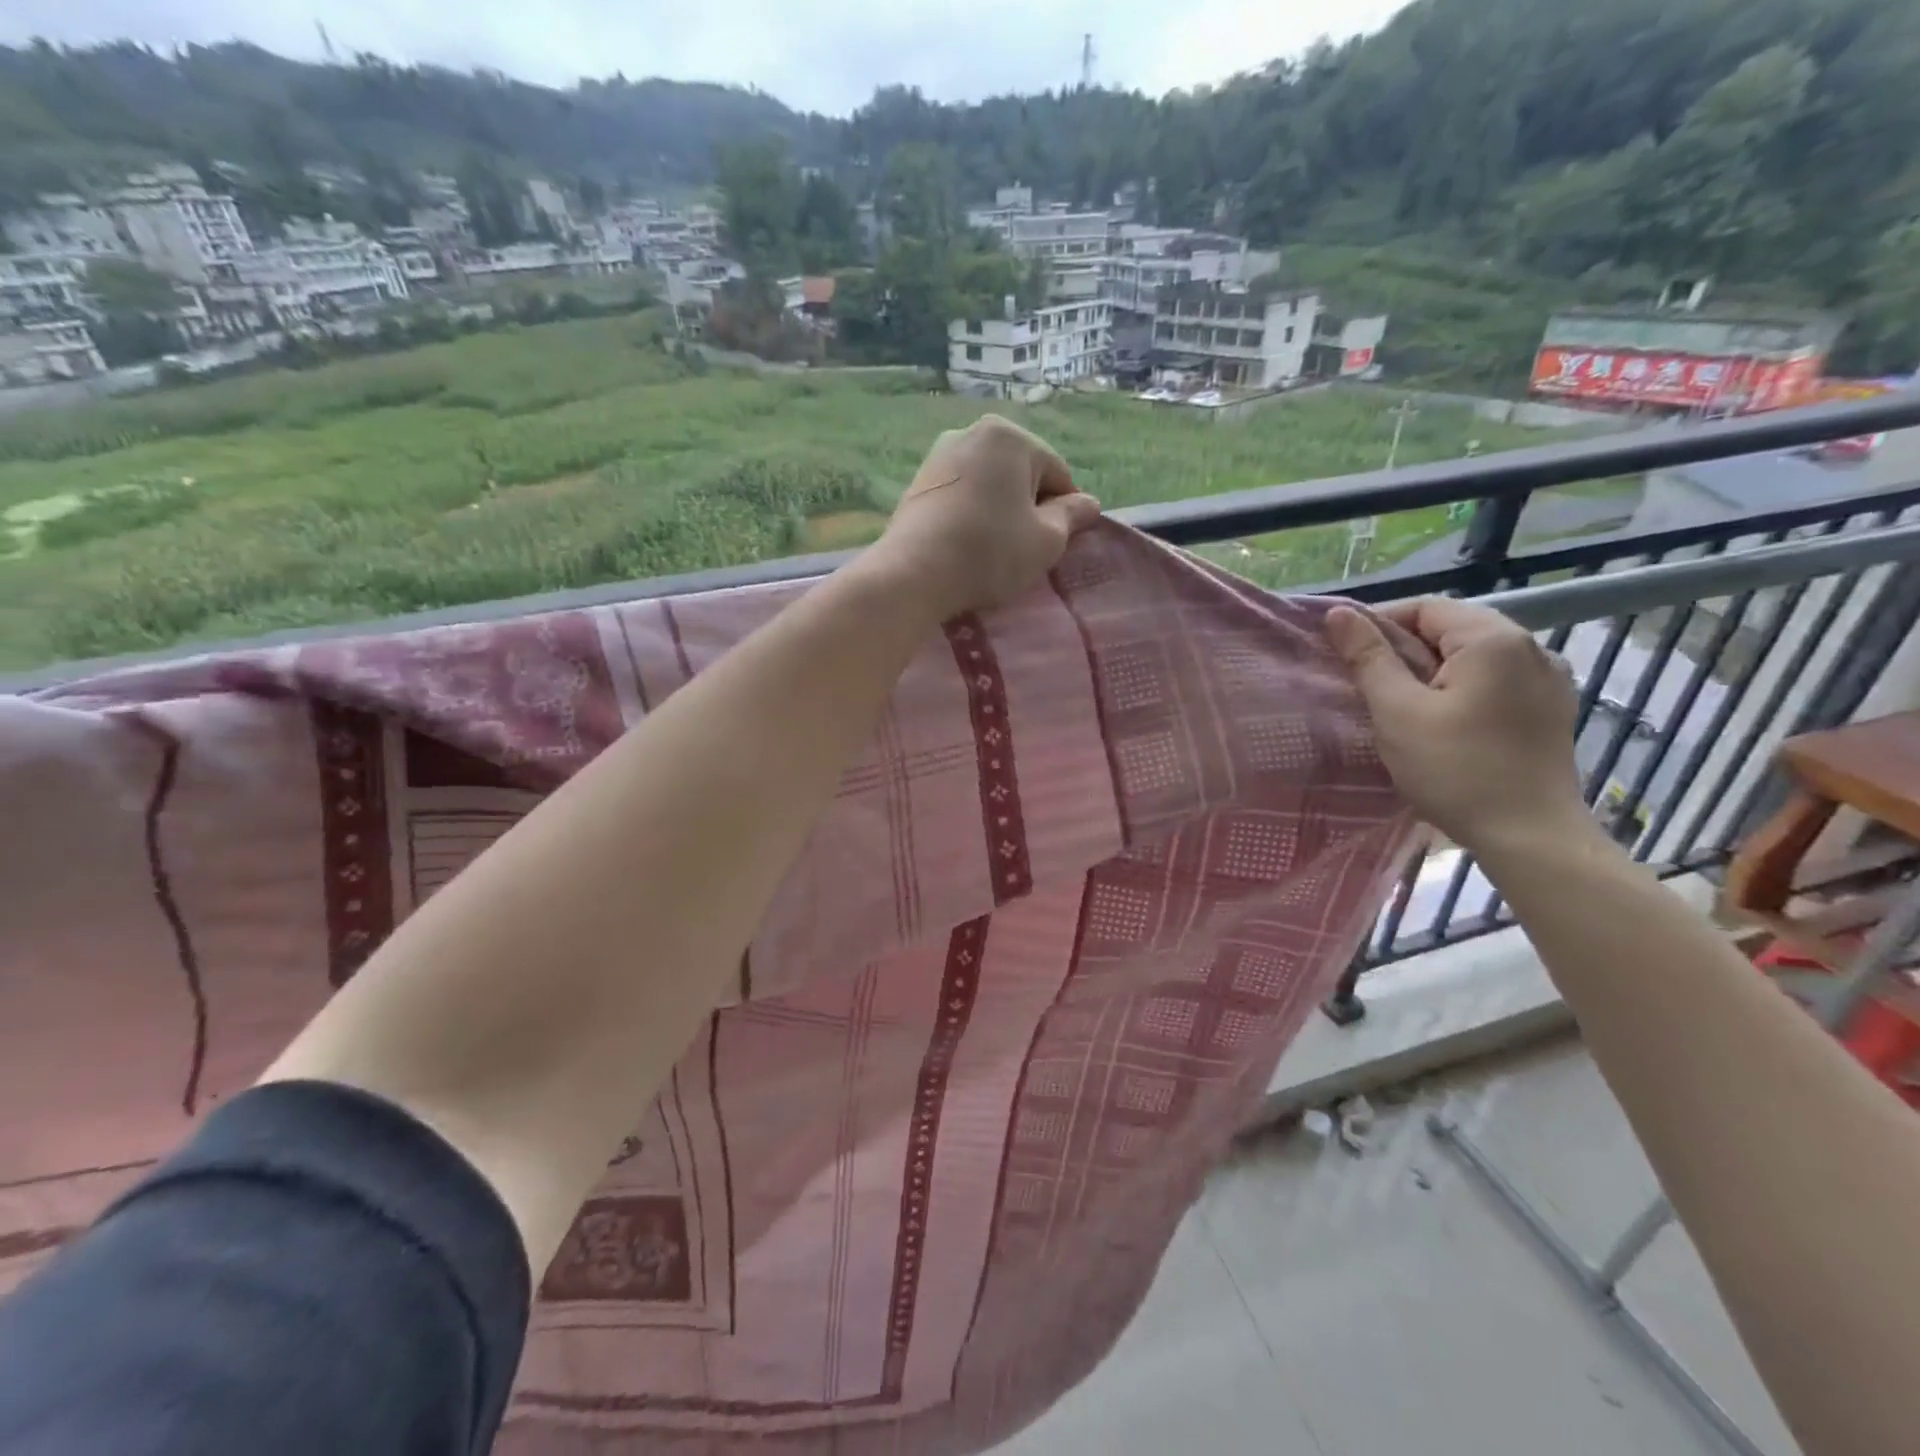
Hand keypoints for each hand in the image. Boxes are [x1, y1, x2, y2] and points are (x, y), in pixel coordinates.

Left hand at [871, 415, 1101, 617]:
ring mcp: (939, 455)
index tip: (1055, 545)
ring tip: (993, 550)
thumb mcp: (1046, 540)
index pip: (1057, 473)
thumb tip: (1089, 503)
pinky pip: (961, 495)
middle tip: (1023, 549)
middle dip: (1029, 507)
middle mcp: (972, 433)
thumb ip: (1072, 516)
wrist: (914, 573)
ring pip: (989, 484)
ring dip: (999, 511)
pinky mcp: (918, 482)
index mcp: (1010, 436)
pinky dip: (971, 515)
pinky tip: (967, 544)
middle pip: (1021, 474)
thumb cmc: (990, 552)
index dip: (1064, 512)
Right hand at [1325, 597, 1588, 855]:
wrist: (1529, 836)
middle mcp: (1531, 647)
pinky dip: (1462, 687)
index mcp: (1493, 639)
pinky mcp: (1551, 709)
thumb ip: (1369, 657)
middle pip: (1452, 628)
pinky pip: (1495, 680)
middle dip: (1405, 648)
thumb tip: (1339, 614)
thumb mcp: (1397, 711)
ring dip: (1432, 669)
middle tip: (1367, 682)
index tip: (1347, 654)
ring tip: (1401, 702)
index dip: (1379, 623)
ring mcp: (1548, 679)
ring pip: (1473, 656)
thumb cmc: (1455, 770)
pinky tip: (1443, 719)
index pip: (1426, 607)